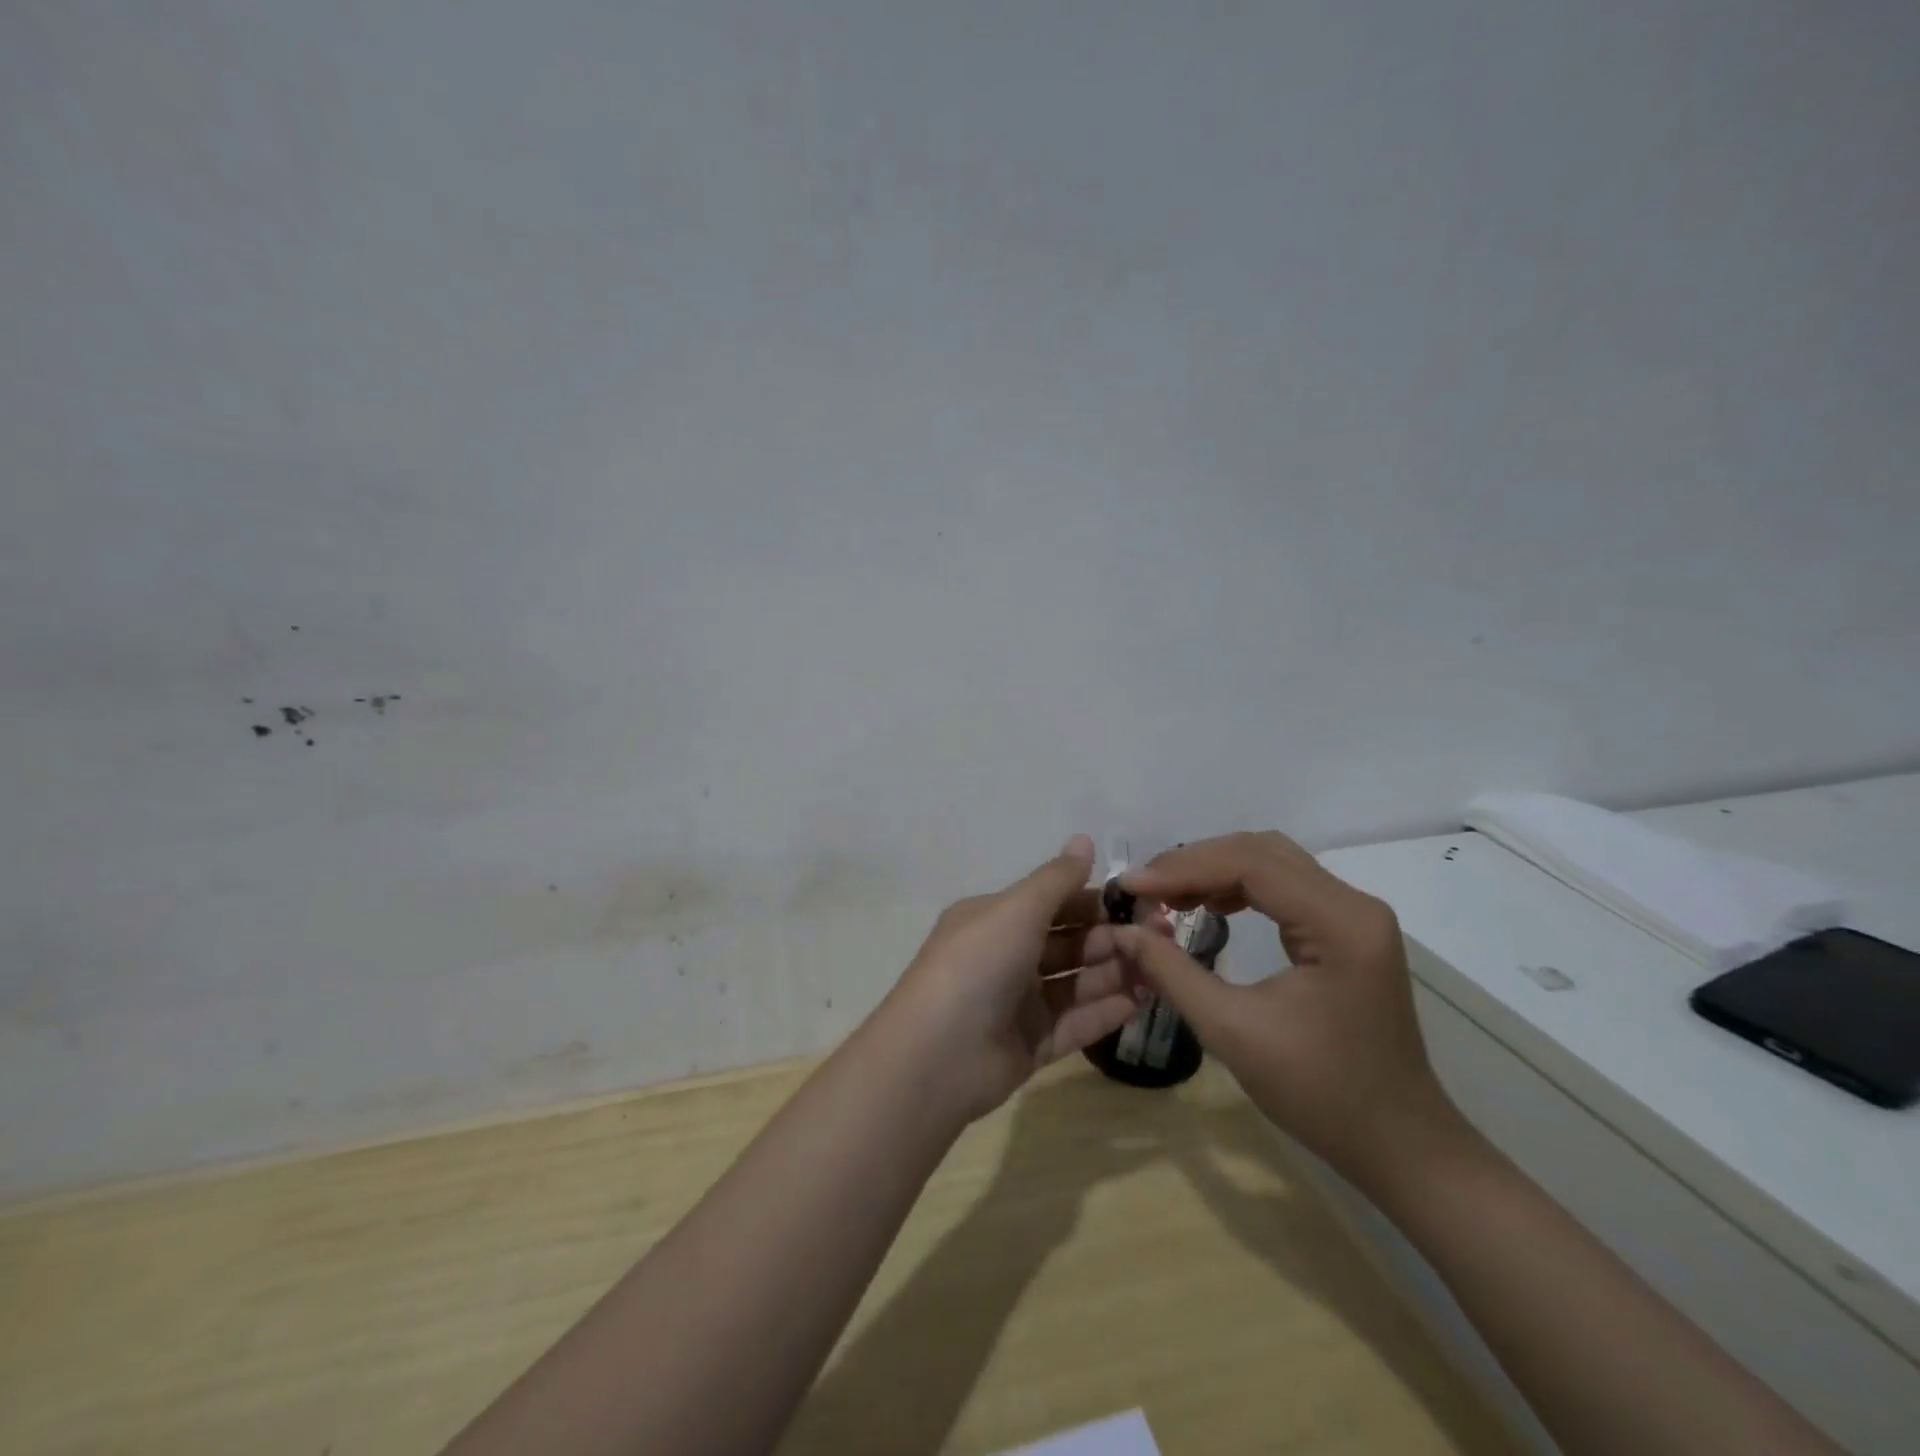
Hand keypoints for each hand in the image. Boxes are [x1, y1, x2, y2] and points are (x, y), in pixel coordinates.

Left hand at [875, 835, 1145, 1123]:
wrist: (937, 1055)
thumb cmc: (977, 964)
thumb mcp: (1016, 909)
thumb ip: (1056, 879)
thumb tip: (1085, 840)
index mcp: (995, 919)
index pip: (1054, 903)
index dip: (1096, 900)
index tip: (1141, 902)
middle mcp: (1006, 956)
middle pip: (1069, 942)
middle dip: (1112, 938)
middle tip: (1162, 937)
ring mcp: (1017, 1003)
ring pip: (1076, 983)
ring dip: (1115, 973)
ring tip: (1161, 969)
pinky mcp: (1030, 1045)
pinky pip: (1075, 1023)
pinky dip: (1106, 1012)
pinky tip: (1143, 1002)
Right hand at [1111, 832, 1460, 1184]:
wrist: (1397, 1143)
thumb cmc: (1320, 1093)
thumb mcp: (1232, 1032)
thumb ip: (1171, 972)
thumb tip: (1121, 930)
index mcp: (1339, 923)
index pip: (1251, 865)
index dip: (1183, 868)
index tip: (1131, 887)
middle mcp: (1354, 904)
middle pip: (1261, 852)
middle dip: (1195, 863)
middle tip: (1144, 889)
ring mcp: (1354, 914)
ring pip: (1271, 862)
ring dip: (1214, 870)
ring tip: (1166, 895)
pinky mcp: (1347, 929)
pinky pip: (1284, 886)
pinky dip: (1238, 886)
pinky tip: (1208, 905)